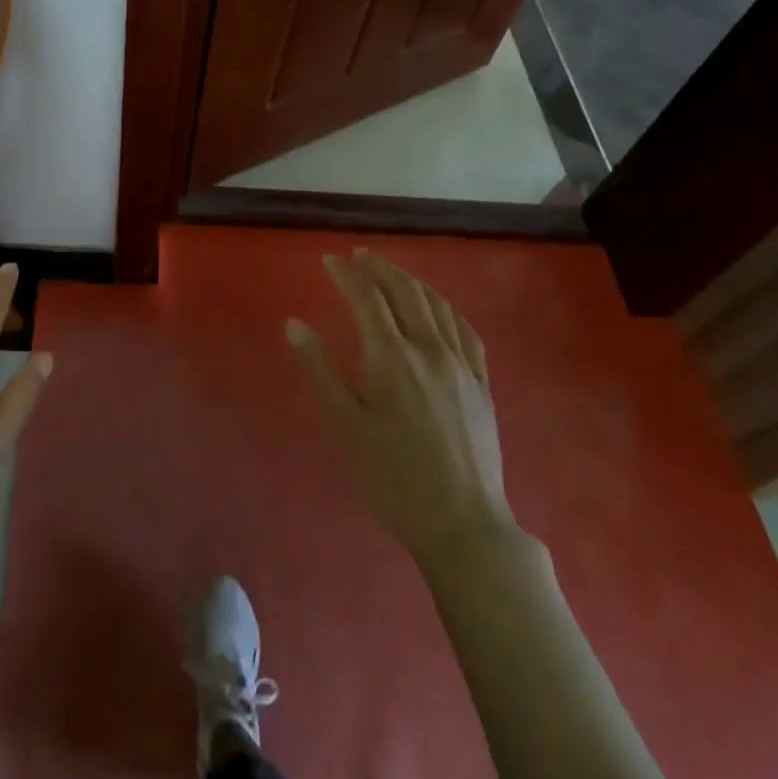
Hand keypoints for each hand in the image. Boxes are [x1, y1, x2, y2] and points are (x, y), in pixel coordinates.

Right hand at [286, 249, 513, 564]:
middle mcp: (429, 349)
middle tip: (359, 256)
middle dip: (380, 269)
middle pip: (405, 292)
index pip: (367, 298)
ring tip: (392, 272)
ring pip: (437, 306)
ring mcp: (462, 365)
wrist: (461, 522)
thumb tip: (295, 325)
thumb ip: (320, 370)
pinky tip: (439, 308)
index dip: (347, 275)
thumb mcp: (345, 425)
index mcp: (391, 357)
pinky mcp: (482, 384)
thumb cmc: (392, 477)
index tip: (329, 261)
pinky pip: (466, 331)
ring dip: (411, 281)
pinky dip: (446, 308)